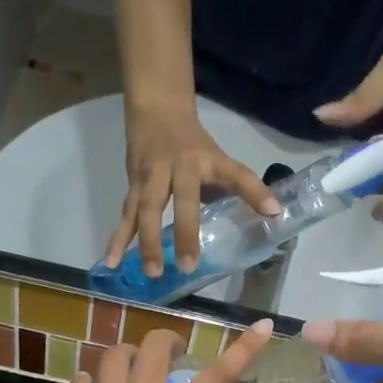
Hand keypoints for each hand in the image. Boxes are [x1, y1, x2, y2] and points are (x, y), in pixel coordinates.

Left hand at [26, 321, 277, 382]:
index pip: (218, 377)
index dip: (244, 349)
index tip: (263, 326)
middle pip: (155, 344)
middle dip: (170, 341)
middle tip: (176, 356)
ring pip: (116, 353)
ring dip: (131, 354)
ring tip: (137, 370)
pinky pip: (85, 380)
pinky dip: (95, 379)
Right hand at [104, 101, 278, 276]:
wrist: (156, 110)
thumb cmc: (194, 145)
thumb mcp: (219, 161)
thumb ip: (238, 189)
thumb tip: (270, 216)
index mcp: (208, 161)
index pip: (236, 175)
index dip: (254, 191)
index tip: (273, 211)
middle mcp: (179, 167)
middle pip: (182, 200)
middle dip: (185, 232)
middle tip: (188, 266)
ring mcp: (152, 175)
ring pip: (146, 209)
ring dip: (147, 241)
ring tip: (152, 272)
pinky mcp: (133, 184)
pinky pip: (125, 215)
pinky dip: (117, 239)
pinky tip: (110, 262)